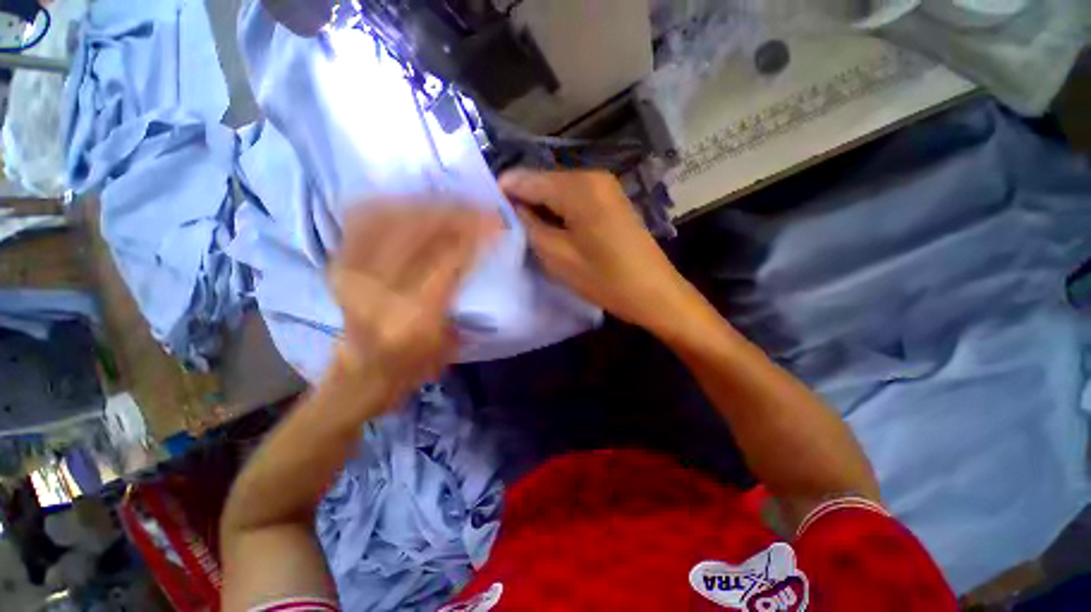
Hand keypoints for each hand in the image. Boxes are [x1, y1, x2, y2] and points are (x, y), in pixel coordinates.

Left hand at [329, 202, 499, 399]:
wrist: (364, 372)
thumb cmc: (415, 362)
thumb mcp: (450, 337)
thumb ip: (461, 292)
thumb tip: (475, 247)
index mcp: (412, 314)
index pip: (446, 258)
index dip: (473, 234)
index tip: (495, 221)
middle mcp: (376, 288)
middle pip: (416, 230)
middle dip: (454, 213)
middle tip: (478, 207)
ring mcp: (350, 270)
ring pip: (390, 217)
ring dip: (427, 205)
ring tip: (452, 204)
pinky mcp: (339, 261)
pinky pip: (364, 217)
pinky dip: (393, 205)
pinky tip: (415, 205)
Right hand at [501, 169, 693, 331]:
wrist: (654, 293)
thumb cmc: (605, 279)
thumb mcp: (557, 256)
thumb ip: (529, 226)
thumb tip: (511, 208)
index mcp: (578, 187)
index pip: (525, 178)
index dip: (502, 193)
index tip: (486, 214)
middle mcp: (592, 176)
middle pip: (542, 182)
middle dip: (522, 203)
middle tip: (507, 230)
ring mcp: (605, 187)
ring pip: (557, 192)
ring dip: (540, 210)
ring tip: (527, 235)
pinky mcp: (610, 201)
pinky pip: (574, 200)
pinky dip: (559, 214)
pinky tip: (552, 232)